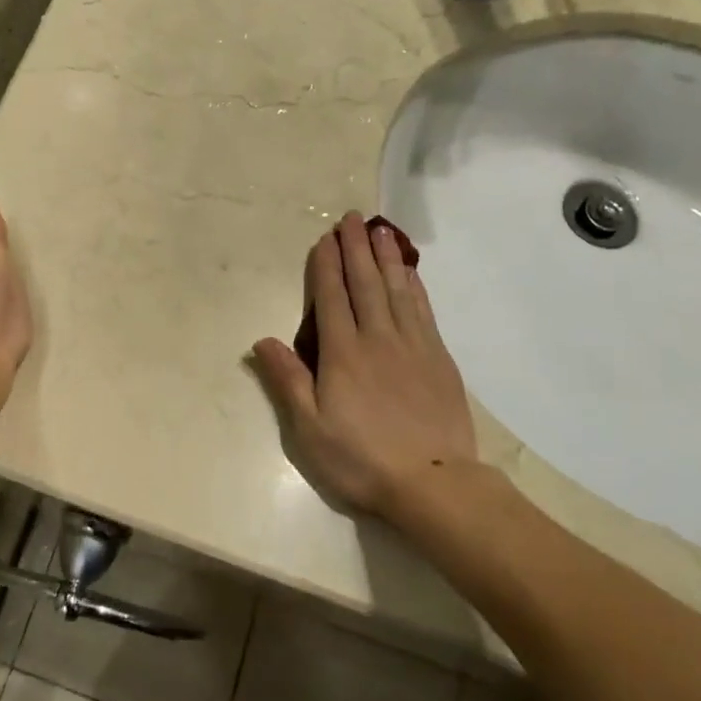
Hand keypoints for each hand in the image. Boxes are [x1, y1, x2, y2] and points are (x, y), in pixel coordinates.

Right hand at [252, 212, 491, 517]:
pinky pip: (423, 310)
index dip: (327, 266)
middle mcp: (377, 339)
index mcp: (342, 354)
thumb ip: (287, 380)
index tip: (325, 238)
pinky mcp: (438, 358)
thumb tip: (262, 340)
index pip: (331, 299)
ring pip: (396, 290)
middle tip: (352, 218)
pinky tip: (410, 272)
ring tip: (380, 230)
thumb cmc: (361, 459)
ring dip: (385, 257)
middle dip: (355, 249)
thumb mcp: (309, 429)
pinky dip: (414, 285)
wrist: (434, 482)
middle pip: (364, 284)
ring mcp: (412, 346)